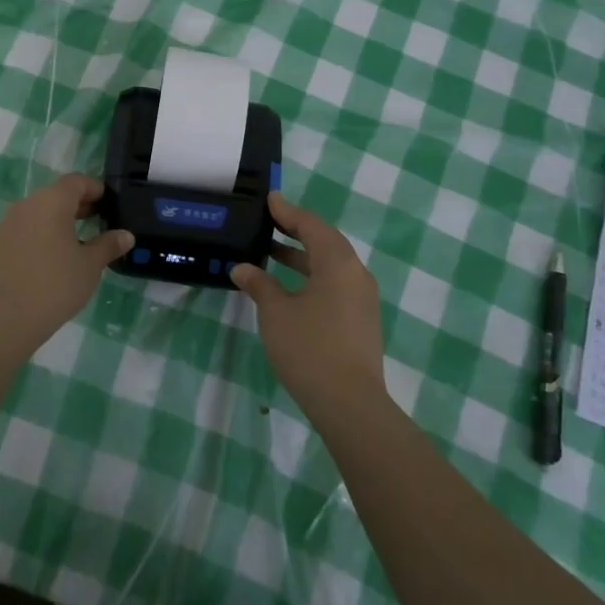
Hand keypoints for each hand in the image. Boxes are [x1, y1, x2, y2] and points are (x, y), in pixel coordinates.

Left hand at [0, 174, 134, 359]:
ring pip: (33, 217)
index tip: (107, 205)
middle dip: (75, 207)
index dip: (94, 189)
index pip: (76, 181)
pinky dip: (32, 242)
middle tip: (94, 225)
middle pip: (53, 197)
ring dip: (52, 225)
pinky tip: (40, 268)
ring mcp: (2, 227)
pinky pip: (17, 236)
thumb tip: (125, 235)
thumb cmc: (54, 286)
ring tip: (69, 249)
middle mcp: (24, 207)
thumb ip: (108, 246)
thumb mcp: (89, 267)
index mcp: (51, 202)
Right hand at [231, 192, 385, 417]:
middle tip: (269, 221)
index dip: (288, 212)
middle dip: (296, 230)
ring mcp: (362, 299)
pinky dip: (312, 275)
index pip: (311, 226)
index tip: (270, 199)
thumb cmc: (309, 349)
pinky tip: (290, 287)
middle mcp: (356, 274)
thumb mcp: (276, 313)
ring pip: (331, 265)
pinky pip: (335, 284)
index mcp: (338, 263)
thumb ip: (260, 285)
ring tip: (271, 252)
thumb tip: (242, 268)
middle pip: (325, 241)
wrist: (350, 404)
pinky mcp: (360, 320)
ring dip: (302, 256)